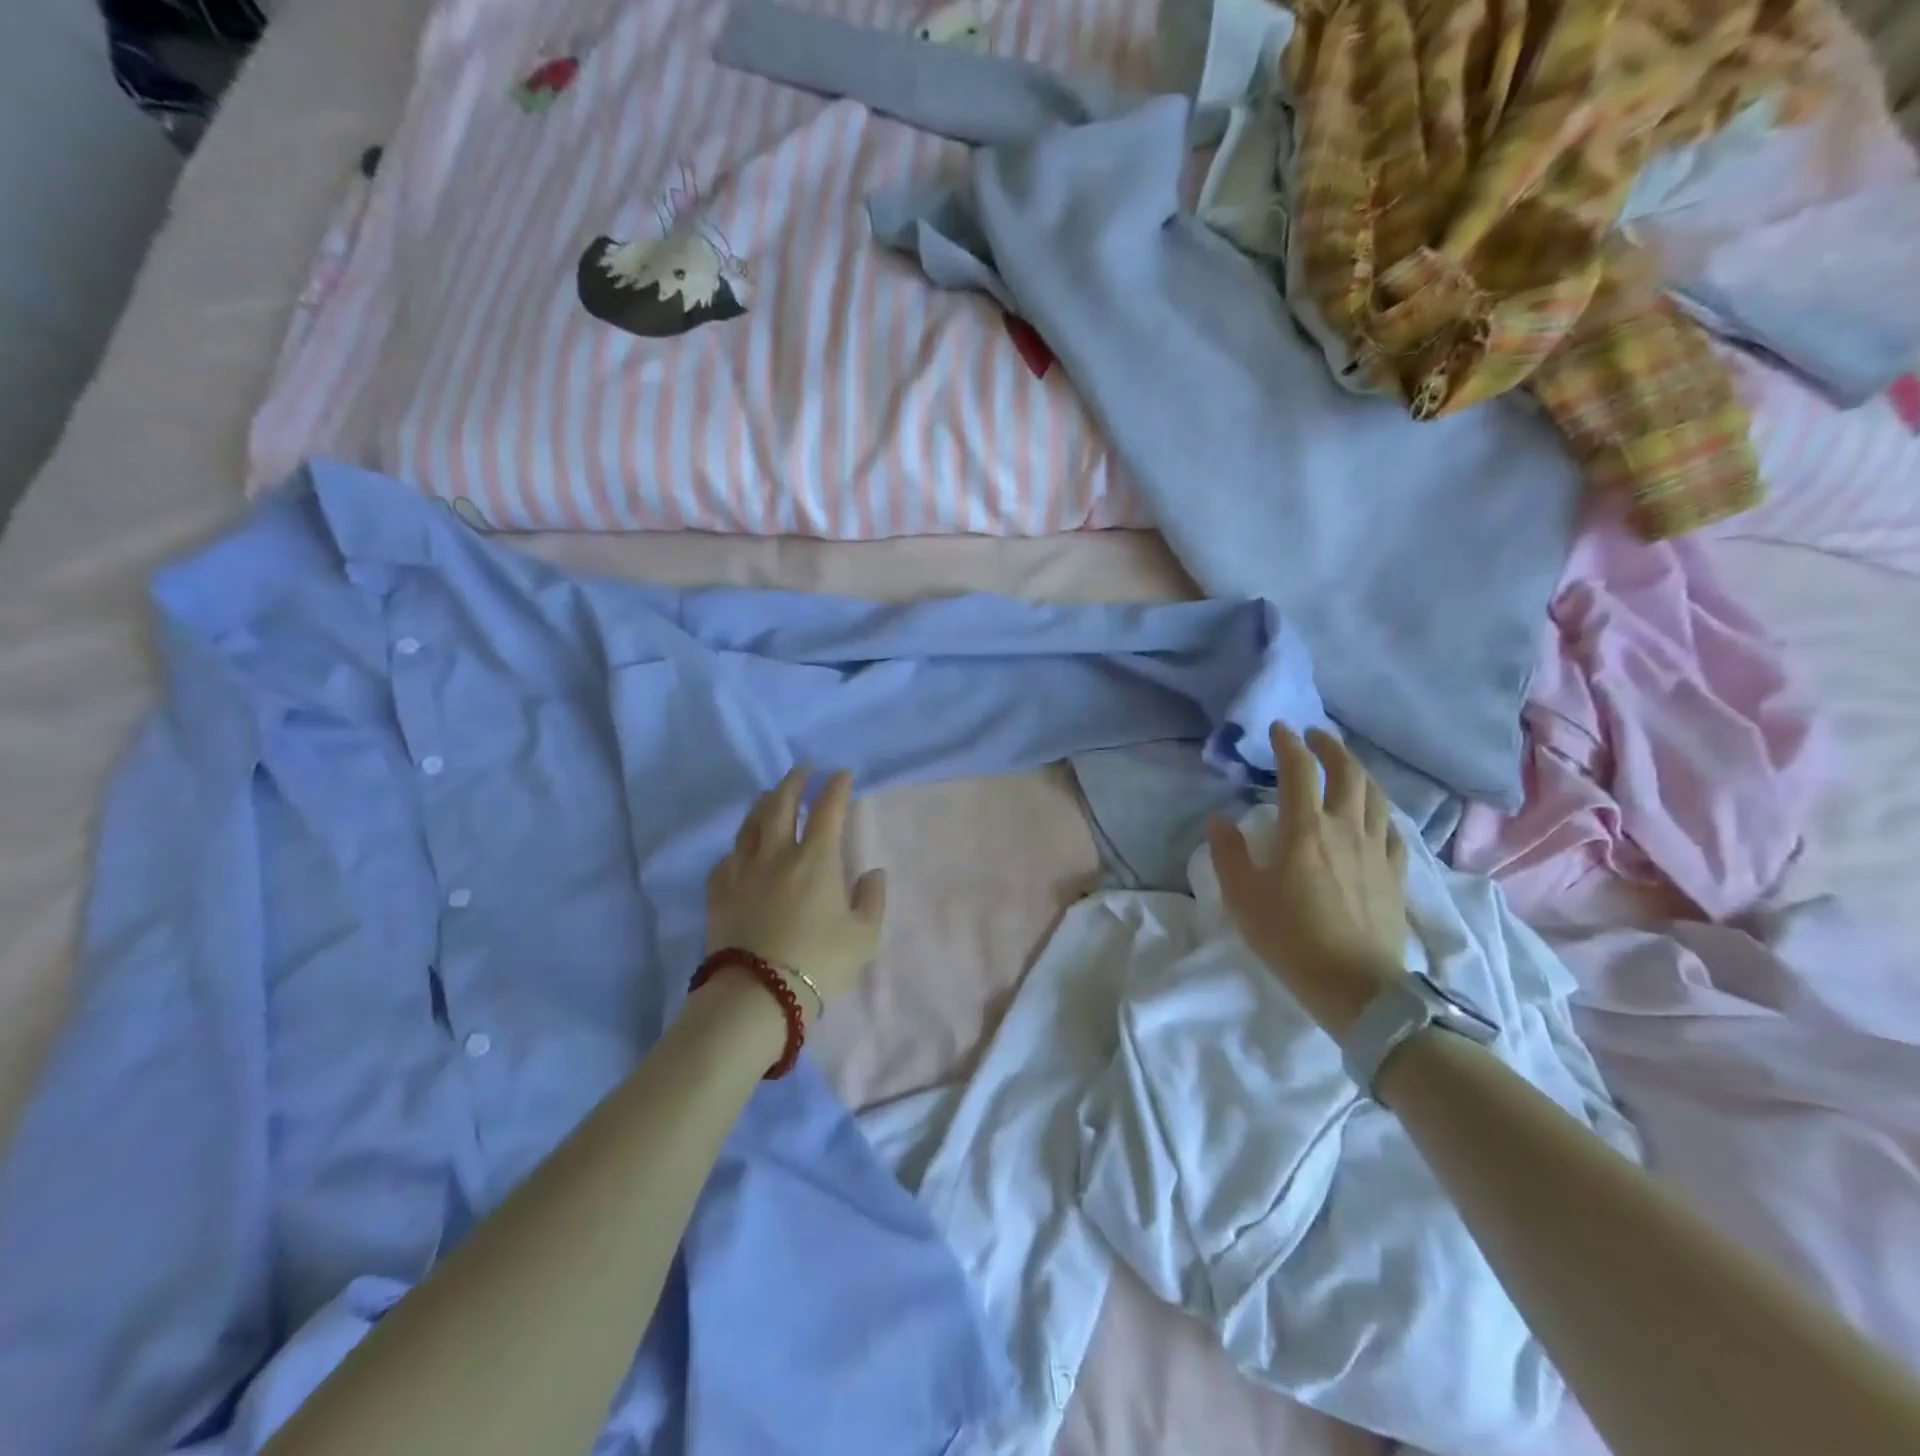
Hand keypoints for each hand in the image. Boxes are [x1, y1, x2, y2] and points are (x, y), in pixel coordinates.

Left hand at [706, 767, 887, 1011]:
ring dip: (762, 803)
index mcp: (816, 858)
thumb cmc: (819, 963)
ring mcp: (743, 871)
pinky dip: (739, 845)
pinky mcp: (718, 892)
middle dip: (794, 781)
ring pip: (750, 824)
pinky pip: (728, 857)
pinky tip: (741, 849)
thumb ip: (872, 900)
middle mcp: (777, 854)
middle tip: (803, 769)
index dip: (836, 787)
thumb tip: (873, 873)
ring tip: (769, 795)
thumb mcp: (863, 937)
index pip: (828, 809)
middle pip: (781, 804)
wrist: (757, 994)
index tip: (842, 774)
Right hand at [1207, 725, 1409, 1036]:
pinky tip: (1375, 816)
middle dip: (1331, 747)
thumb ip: (1229, 853)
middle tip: (1316, 736)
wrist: (1356, 987)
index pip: (1300, 770)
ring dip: (1360, 772)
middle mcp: (1346, 828)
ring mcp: (1377, 851)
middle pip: (1348, 773)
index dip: (1289, 744)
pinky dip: (1381, 812)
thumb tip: (1220, 820)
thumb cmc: (1290, 938)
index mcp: (1306, 828)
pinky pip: (1393, 831)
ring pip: (1376, 796)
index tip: (1279, 729)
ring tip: (1346, 766)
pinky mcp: (1396, 875)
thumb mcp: (1243, 896)